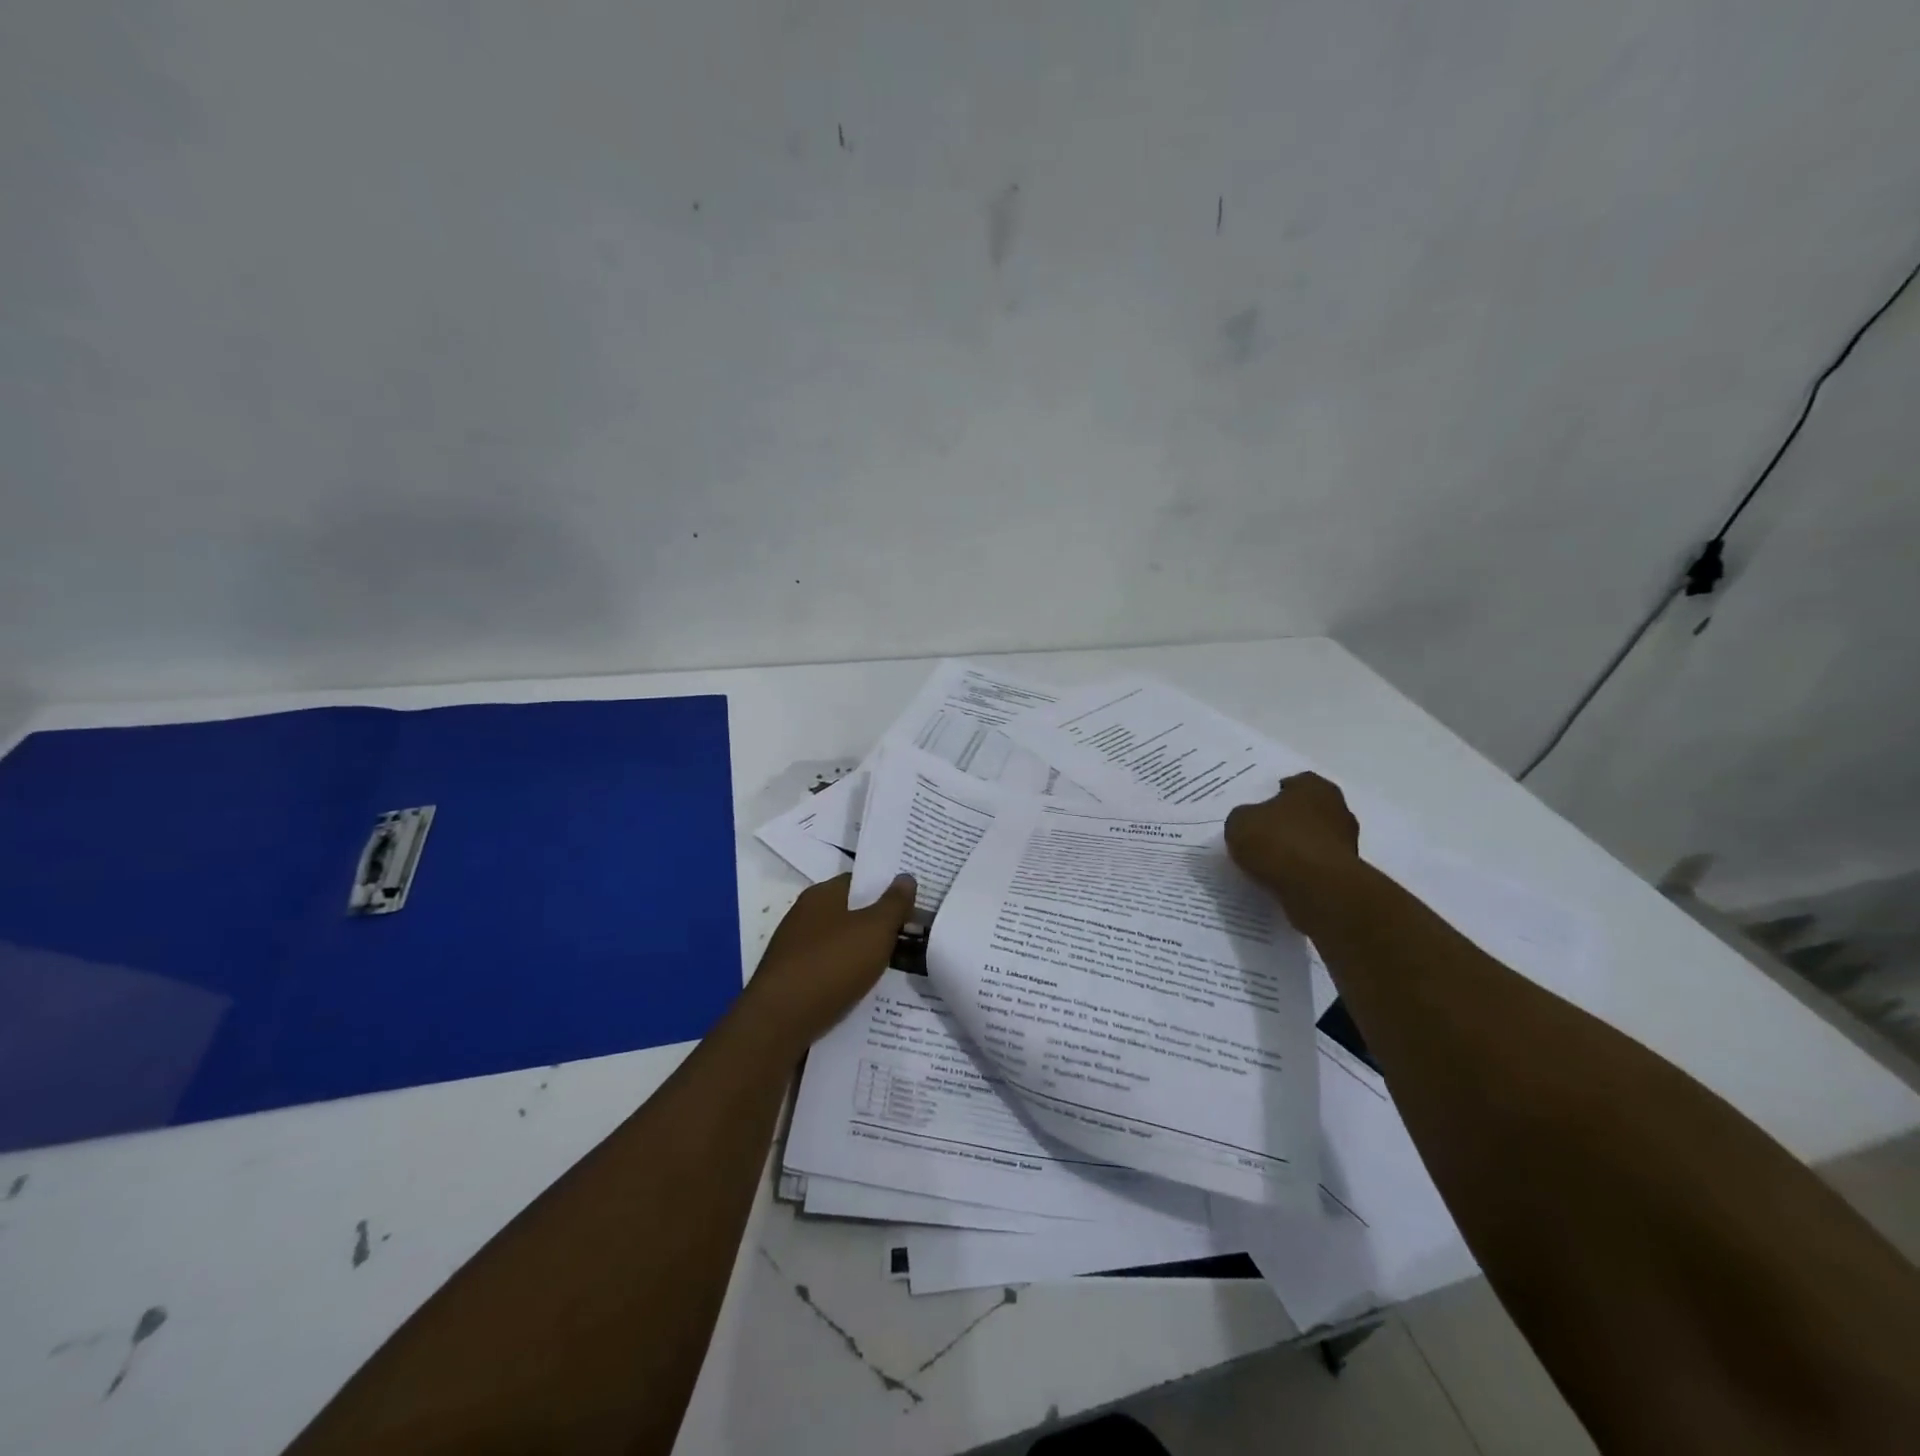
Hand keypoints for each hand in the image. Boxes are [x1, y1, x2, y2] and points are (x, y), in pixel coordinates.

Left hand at [742, 873, 916, 1046]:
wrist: (779, 1022)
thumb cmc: (831, 964)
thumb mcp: (875, 930)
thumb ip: (894, 904)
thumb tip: (906, 876)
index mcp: (821, 896)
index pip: (858, 882)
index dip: (886, 890)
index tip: (912, 903)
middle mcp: (803, 917)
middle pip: (849, 914)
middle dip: (878, 925)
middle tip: (912, 936)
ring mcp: (794, 950)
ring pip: (840, 946)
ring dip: (864, 955)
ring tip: (896, 968)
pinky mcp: (791, 981)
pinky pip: (829, 972)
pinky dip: (847, 979)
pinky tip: (866, 993)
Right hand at [1225, 773, 1361, 930]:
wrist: (1316, 888)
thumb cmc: (1278, 842)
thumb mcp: (1240, 822)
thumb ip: (1244, 817)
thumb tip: (1250, 822)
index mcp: (1314, 787)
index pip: (1295, 783)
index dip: (1274, 795)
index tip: (1257, 810)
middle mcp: (1338, 809)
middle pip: (1308, 812)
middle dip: (1288, 821)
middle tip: (1262, 834)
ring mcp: (1347, 843)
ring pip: (1314, 840)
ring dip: (1297, 848)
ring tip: (1269, 862)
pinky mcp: (1347, 873)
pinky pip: (1317, 866)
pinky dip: (1303, 871)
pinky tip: (1282, 879)